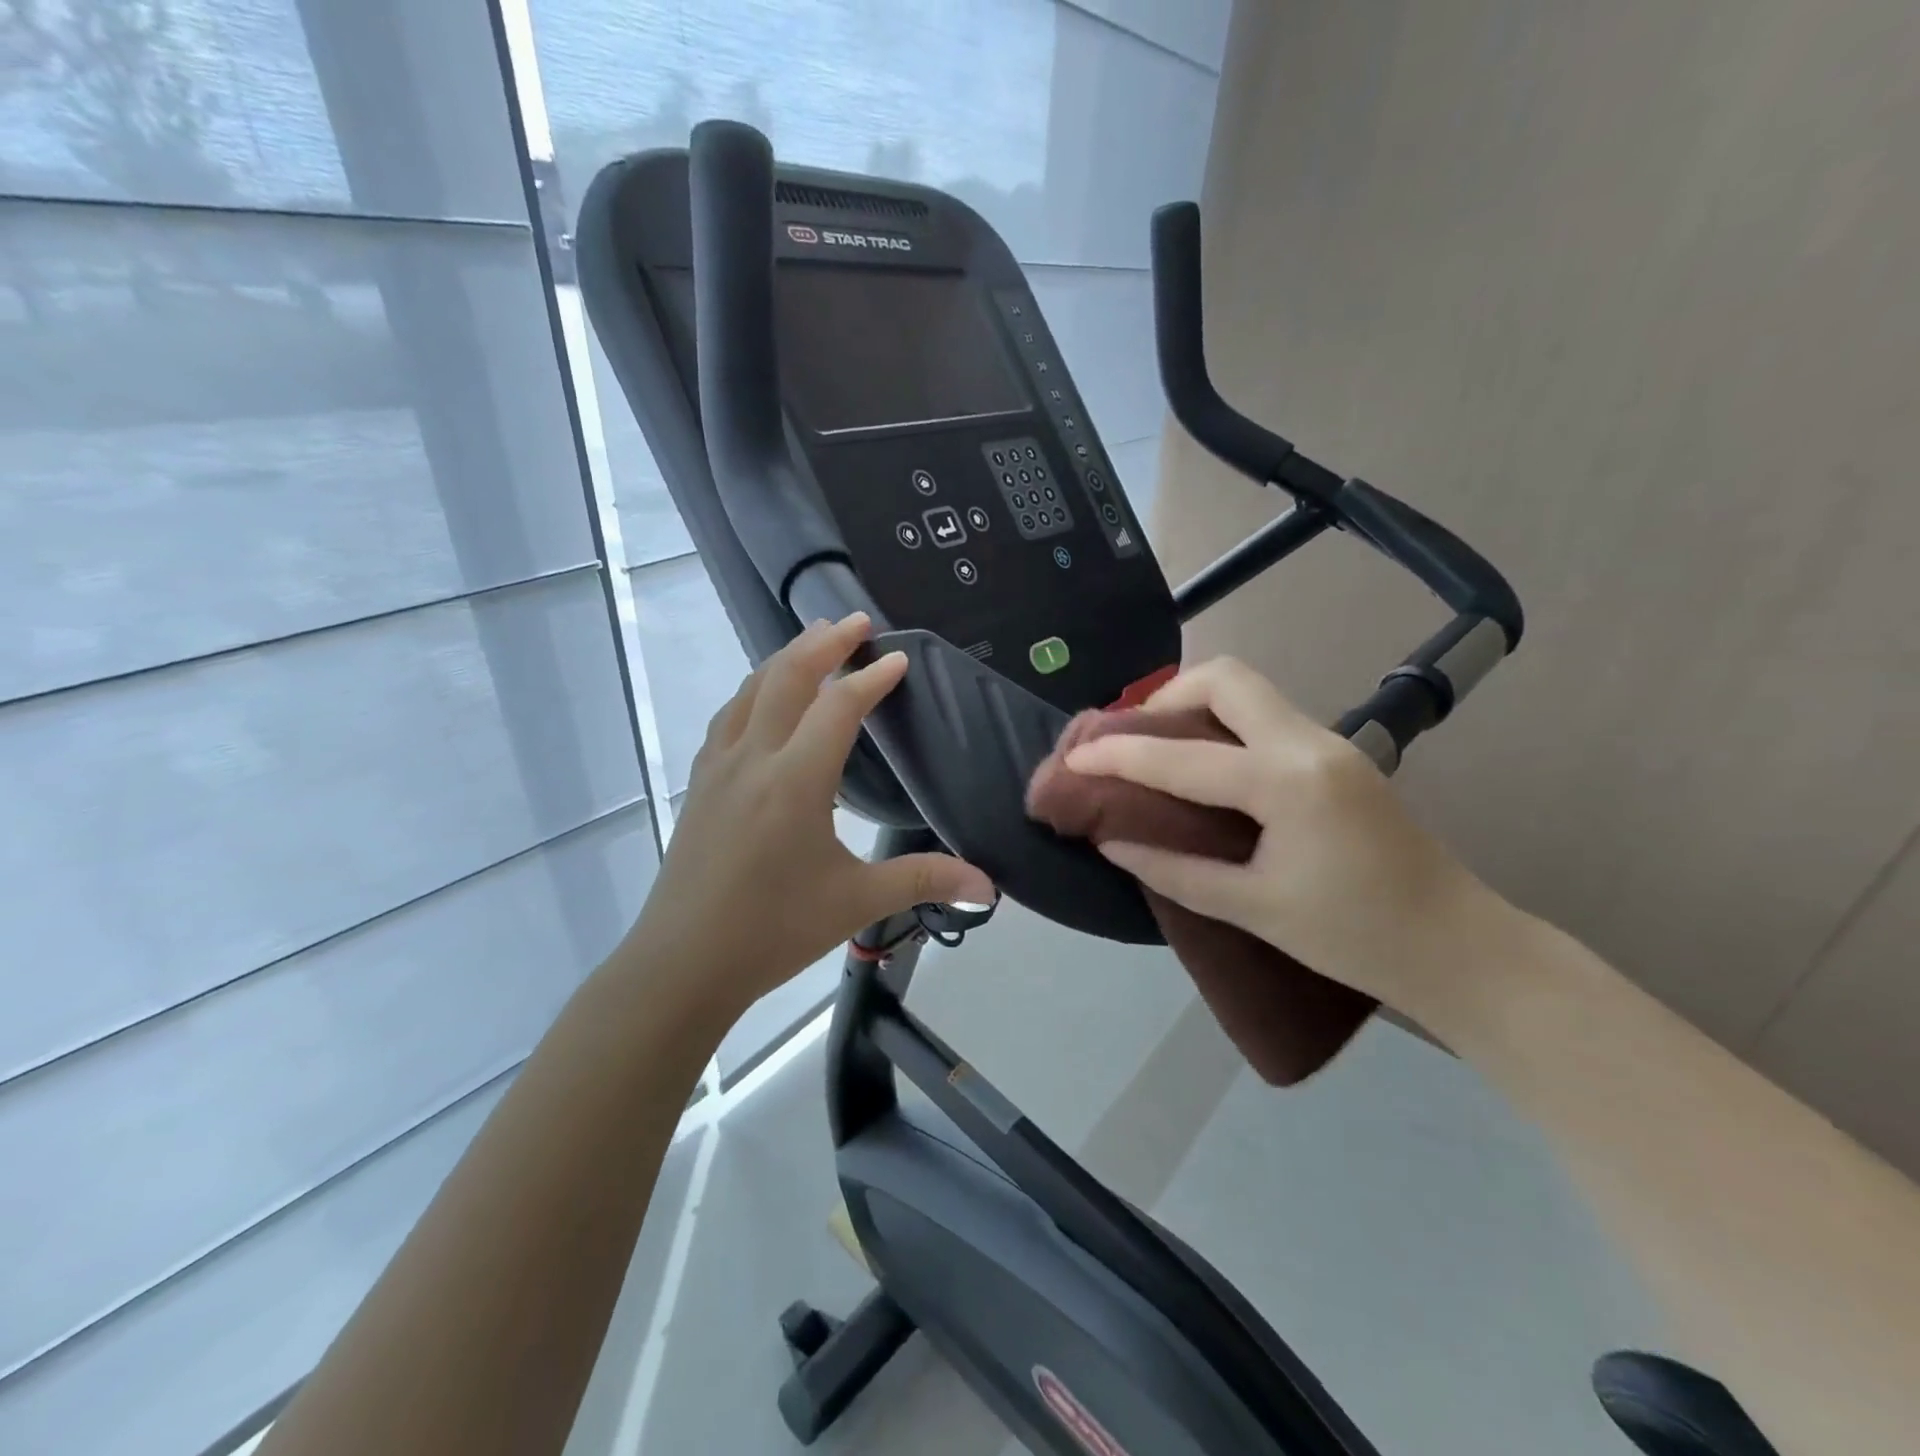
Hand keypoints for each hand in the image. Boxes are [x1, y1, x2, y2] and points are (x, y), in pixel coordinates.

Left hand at [624, 615, 992, 1017]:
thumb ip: (924, 880)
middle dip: (824, 642)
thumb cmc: (773, 931)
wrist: (682, 964)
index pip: (838, 708)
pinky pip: (729, 716)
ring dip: (785, 657)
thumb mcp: (855, 902)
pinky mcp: (700, 783)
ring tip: (813, 640)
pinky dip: (755, 690)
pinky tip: (763, 698)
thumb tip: (989, 886)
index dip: (872, 679)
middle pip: (787, 677)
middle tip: (857, 620)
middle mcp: (753, 758)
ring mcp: (718, 767)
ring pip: (751, 690)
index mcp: (795, 781)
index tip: (899, 659)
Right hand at [1062, 657, 1487, 1014]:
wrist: (1460, 947)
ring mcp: (1330, 742)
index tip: (1073, 756)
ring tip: (1156, 749)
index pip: (1182, 756)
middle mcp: (1309, 742)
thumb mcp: (1254, 909)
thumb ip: (1175, 870)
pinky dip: (1221, 725)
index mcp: (1287, 782)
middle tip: (1131, 741)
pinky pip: (1265, 717)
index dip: (1118, 755)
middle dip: (1166, 697)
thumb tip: (1111, 839)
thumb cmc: (1356, 937)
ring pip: (1249, 691)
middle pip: (1226, 678)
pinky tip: (1203, 765)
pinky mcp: (1337, 755)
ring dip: (1194, 705)